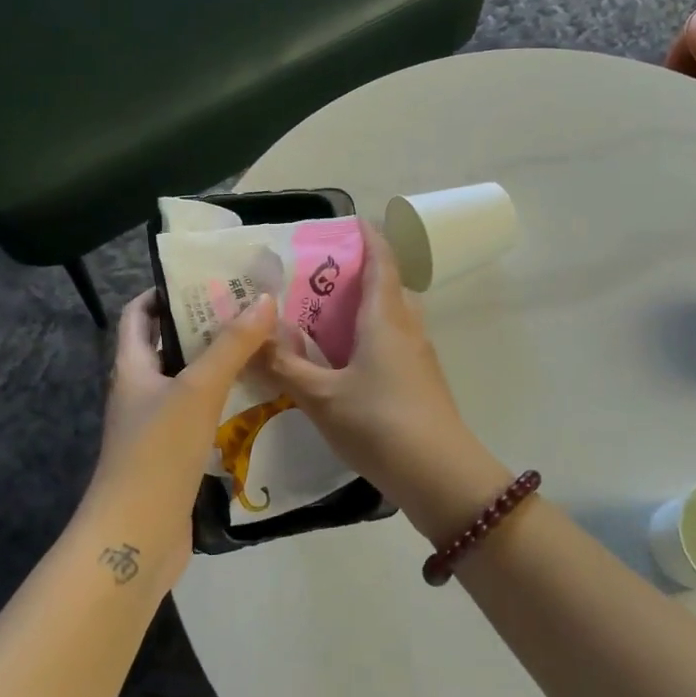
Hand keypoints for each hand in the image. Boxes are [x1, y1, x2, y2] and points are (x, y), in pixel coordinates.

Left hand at [80, 289, 276, 586]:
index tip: (208, 277)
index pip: (140, 314)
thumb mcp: (198, 390)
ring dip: (221, 362)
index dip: (165, 291)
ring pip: (191, 381)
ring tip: (265, 343)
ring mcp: (158, 425)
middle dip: (206, 324)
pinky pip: (202, 413)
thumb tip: (265, 298)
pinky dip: (226, 399)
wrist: (136, 537)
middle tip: (252, 307)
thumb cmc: (158, 453)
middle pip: (171, 345)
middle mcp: (141, 391)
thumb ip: (232, 344)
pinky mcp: (176, 454)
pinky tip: (259, 396)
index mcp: (133, 367)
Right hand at [260, 220, 509, 541]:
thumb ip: (286, 366)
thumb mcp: (322, 397)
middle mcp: (407, 326)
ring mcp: (419, 354)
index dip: (368, 236)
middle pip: (386, 286)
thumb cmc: (379, 423)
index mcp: (385, 317)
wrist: (440, 474)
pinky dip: (367, 338)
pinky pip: (392, 342)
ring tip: (322, 318)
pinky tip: (342, 362)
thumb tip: (255, 338)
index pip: (382, 260)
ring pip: (389, 317)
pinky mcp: (421, 380)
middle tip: (315, 279)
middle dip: (355, 275)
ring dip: (361, 310)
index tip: (347, 222)